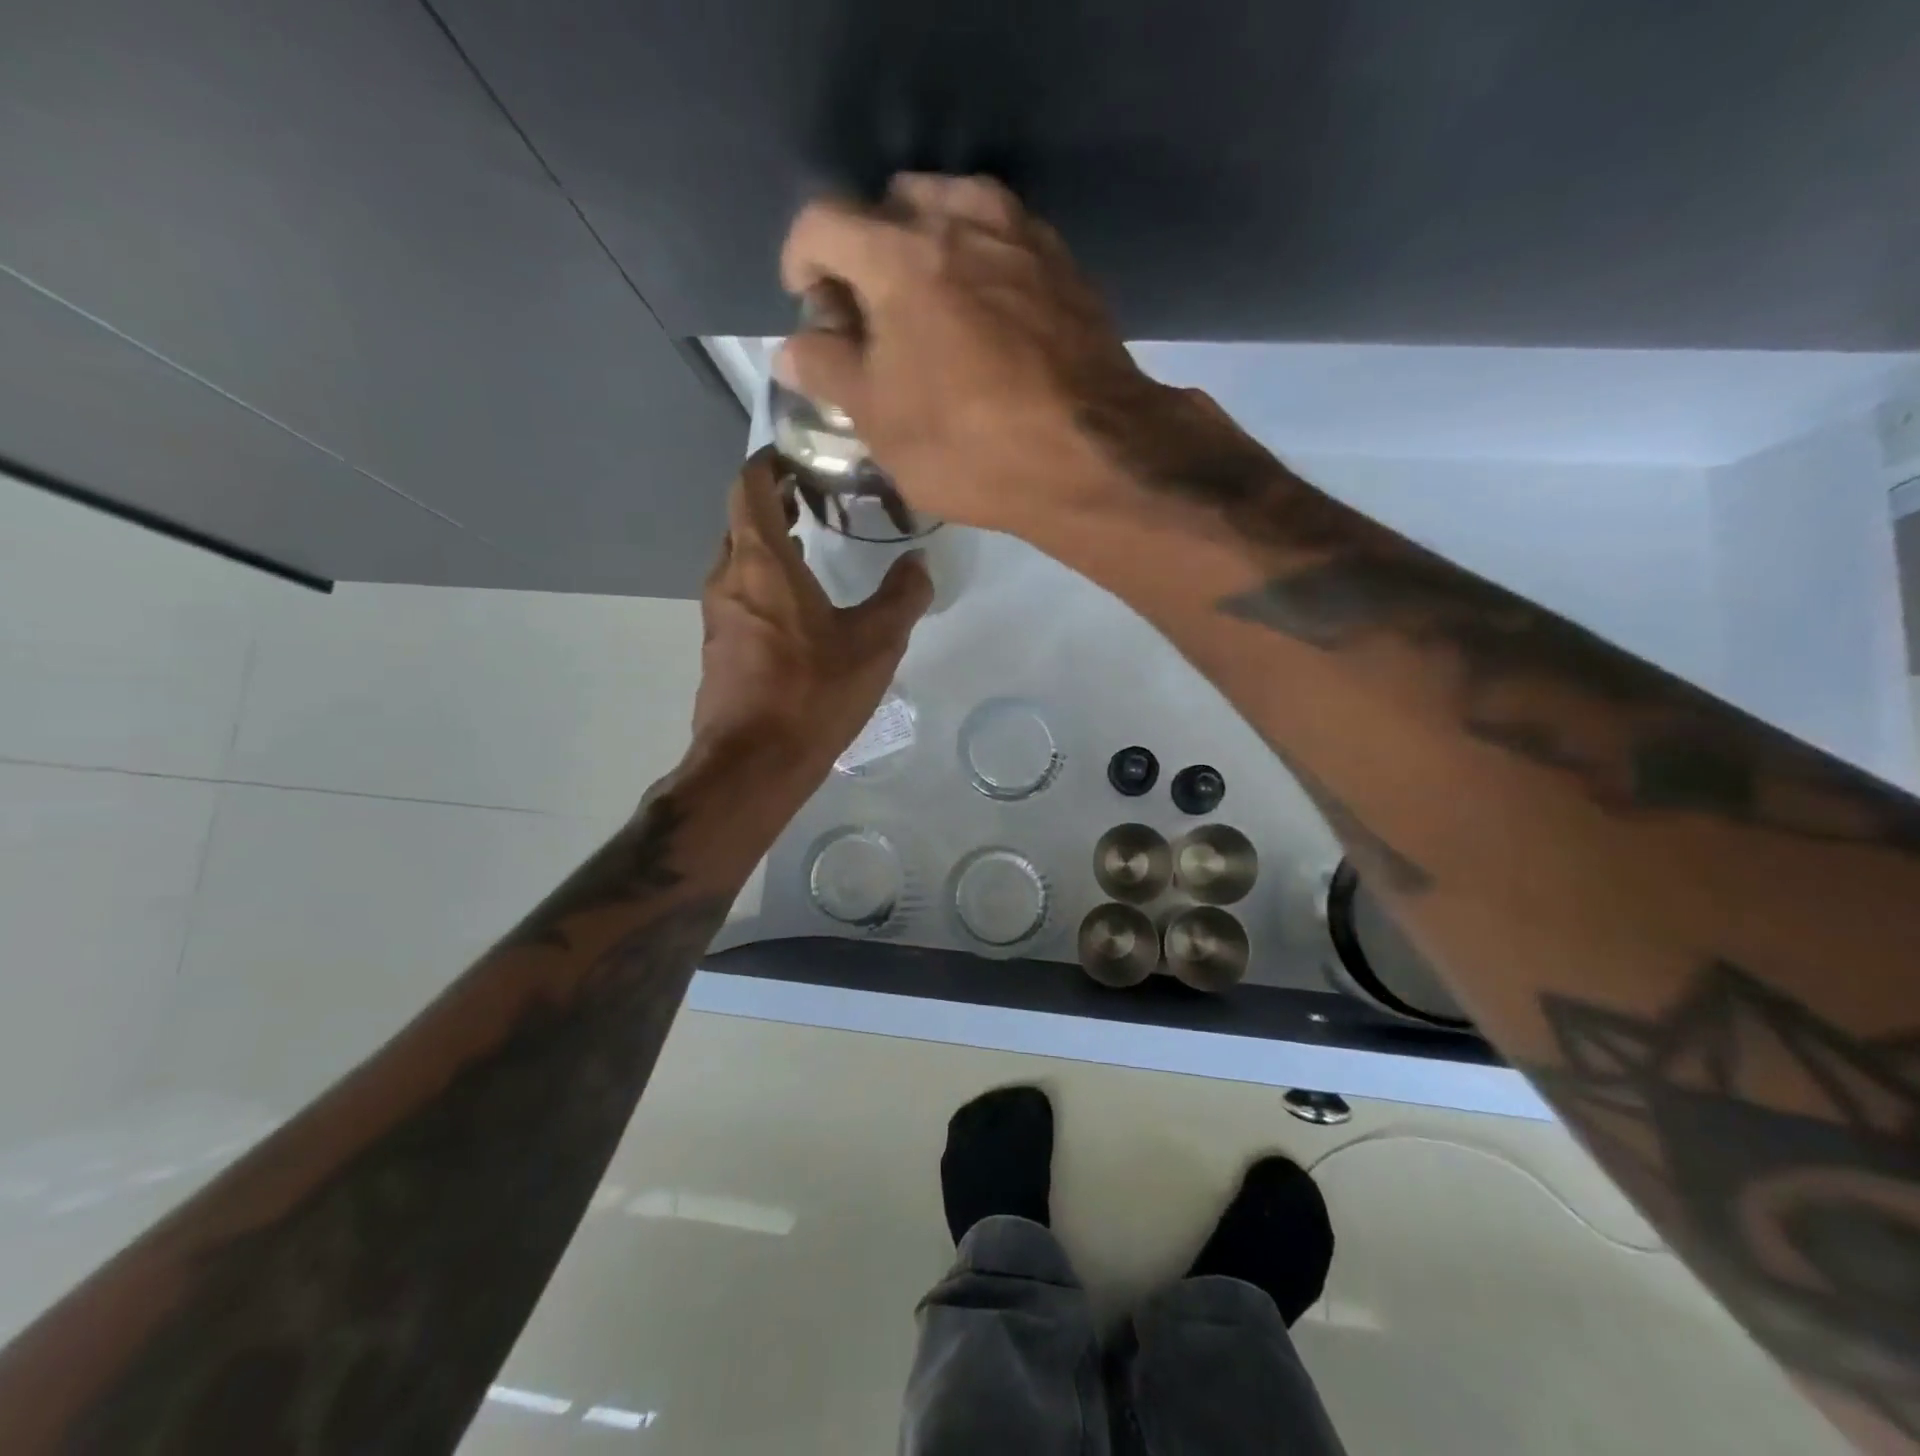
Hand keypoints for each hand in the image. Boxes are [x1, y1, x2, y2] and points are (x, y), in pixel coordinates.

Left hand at [692, 447, 930, 772]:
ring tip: (811, 544)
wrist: (754, 764)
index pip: (748, 486)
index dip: (768, 463)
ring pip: (739, 561)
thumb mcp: (875, 643)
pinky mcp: (719, 648)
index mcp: (761, 563)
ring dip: (768, 545)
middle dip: (772, 502)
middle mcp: (729, 579)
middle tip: (814, 497)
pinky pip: (740, 596)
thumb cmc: (813, 693)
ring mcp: (717, 616)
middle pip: (740, 520)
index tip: (800, 456)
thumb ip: (903, 596)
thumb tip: (920, 562)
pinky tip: (799, 606)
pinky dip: (764, 582)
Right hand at [777, 174, 1171, 539]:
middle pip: (889, 207)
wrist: (1093, 458)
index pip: (822, 222)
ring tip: (929, 316)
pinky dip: (977, 265)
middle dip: (866, 254)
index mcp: (899, 254)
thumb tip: (795, 347)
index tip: (810, 305)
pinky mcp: (1064, 264)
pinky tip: (984, 321)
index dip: (801, 262)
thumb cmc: (970, 447)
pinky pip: (1002, 242)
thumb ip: (828, 371)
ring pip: (952, 213)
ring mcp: (1021, 235)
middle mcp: (961, 219)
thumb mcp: (880, 422)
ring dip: (925, 252)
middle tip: (872, 318)